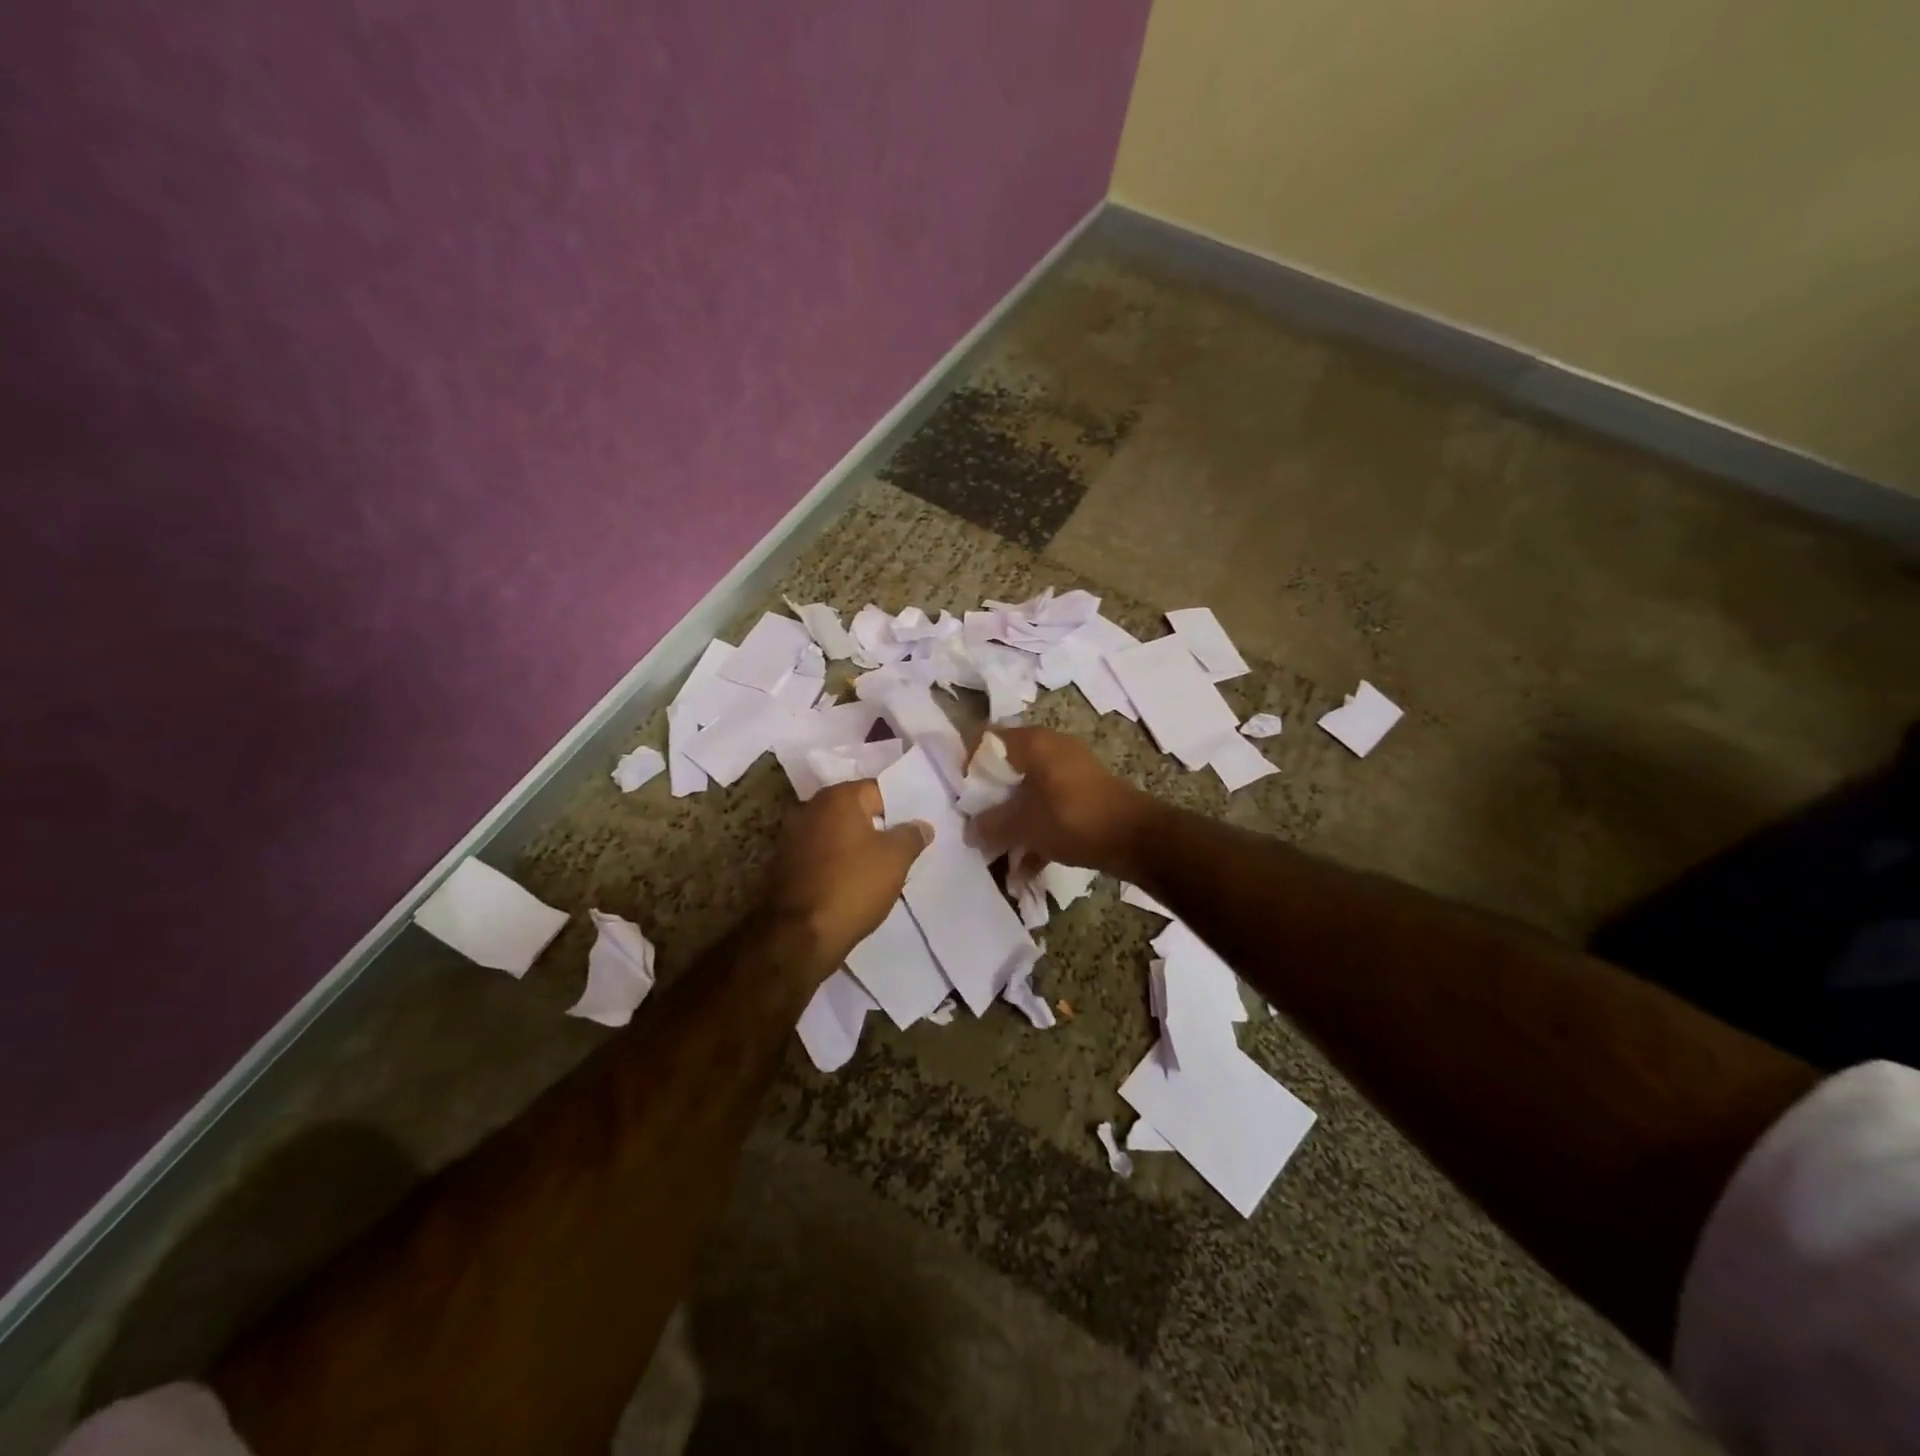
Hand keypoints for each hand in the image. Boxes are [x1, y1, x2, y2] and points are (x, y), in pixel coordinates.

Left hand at [763, 780, 931, 981]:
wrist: (800, 936)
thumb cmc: (853, 886)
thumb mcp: (895, 859)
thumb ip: (911, 836)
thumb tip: (921, 825)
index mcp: (838, 797)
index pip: (878, 790)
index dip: (900, 809)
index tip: (914, 830)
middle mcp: (810, 807)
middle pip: (855, 810)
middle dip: (877, 826)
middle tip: (901, 848)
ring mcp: (792, 836)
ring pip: (837, 834)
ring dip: (855, 846)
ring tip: (879, 868)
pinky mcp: (784, 864)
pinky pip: (821, 855)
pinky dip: (836, 863)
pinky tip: (852, 882)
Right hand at [970, 728, 1157, 878]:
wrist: (1136, 839)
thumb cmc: (1073, 819)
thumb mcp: (1023, 825)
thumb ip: (991, 826)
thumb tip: (970, 831)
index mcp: (1034, 743)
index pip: (987, 739)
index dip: (968, 764)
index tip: (960, 795)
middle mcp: (1052, 749)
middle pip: (1007, 768)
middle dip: (988, 799)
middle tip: (974, 824)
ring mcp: (1070, 773)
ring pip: (1028, 792)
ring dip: (1011, 821)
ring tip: (996, 853)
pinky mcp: (1084, 797)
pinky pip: (1049, 809)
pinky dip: (1036, 832)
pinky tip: (1025, 869)